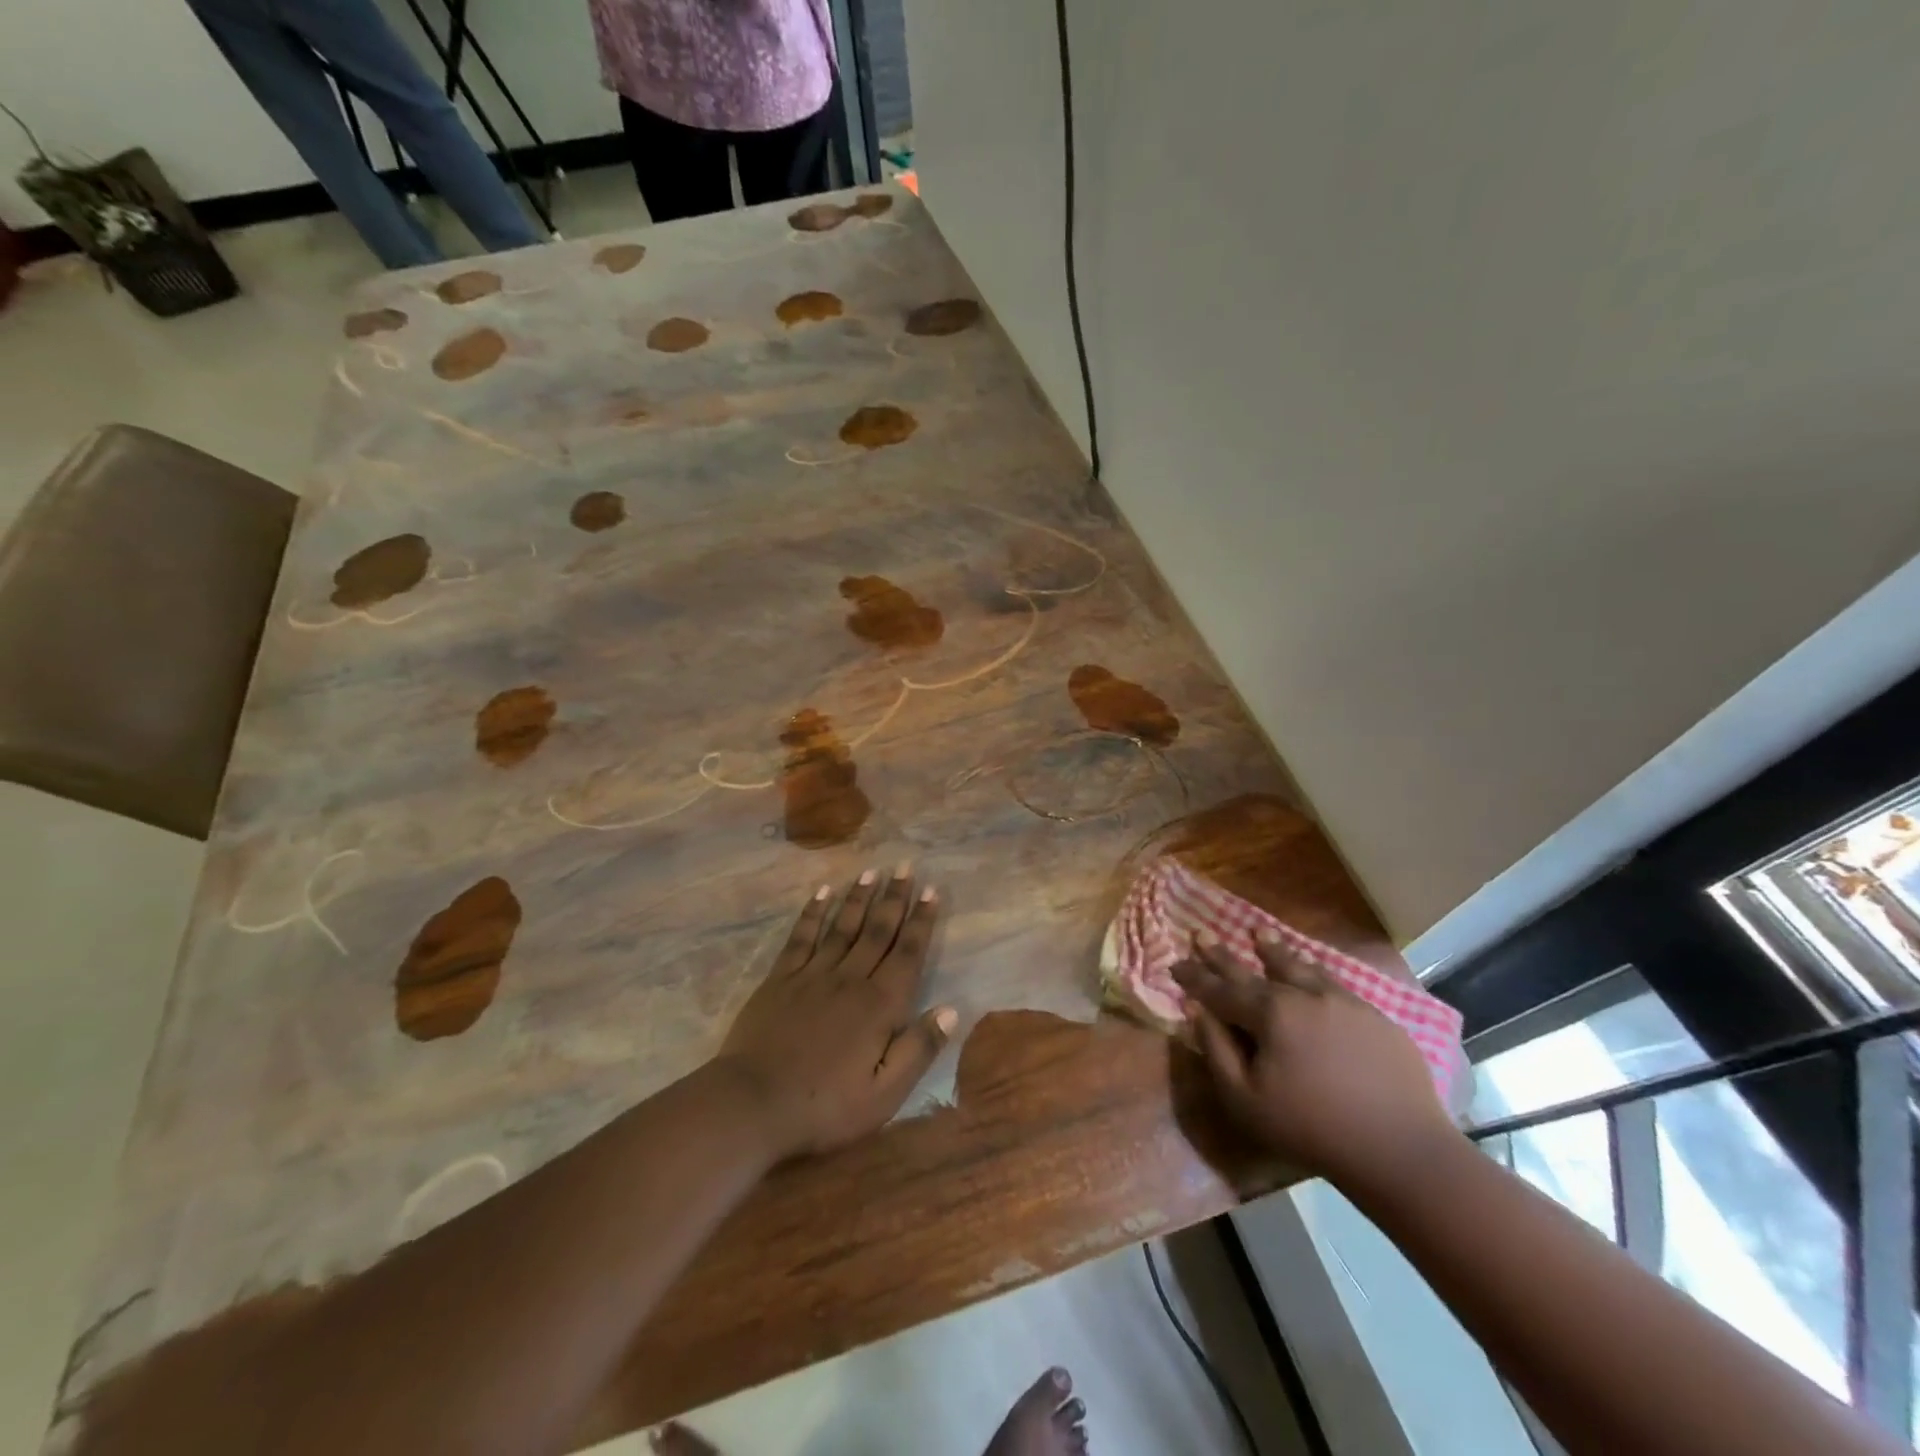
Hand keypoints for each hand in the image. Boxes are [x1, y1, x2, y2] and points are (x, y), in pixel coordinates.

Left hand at [714, 866, 955, 1159]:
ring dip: (859, 898)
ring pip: (843, 927)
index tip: (931, 891)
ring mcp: (812, 975)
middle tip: (905, 866)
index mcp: (879, 1005)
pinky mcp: (780, 979)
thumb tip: (951, 1010)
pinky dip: (813, 913)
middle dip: (894, 898)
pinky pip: (802, 937)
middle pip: (877, 930)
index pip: (907, 953)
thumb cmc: (824, 1107)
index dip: (921, 921)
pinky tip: (822, 893)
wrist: (752, 1104)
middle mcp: (850, 979)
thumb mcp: (884, 1094)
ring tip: (872, 872)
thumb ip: (918, 1049)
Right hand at [1173, 931, 1458, 1187]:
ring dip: (1274, 950)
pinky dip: (1313, 971)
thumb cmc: (1311, 1129)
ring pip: (1299, 967)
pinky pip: (1334, 983)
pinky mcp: (1375, 1017)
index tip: (1174, 962)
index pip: (1221, 989)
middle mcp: (1304, 995)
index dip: (1194, 977)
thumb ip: (1215, 1049)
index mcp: (1270, 1013)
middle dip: (1223, 954)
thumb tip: (1196, 1009)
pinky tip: (1311, 969)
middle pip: (1255, 970)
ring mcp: (1343, 1002)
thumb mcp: (1244, 1099)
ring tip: (1259, 933)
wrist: (1400, 1150)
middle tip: (1202, 932)